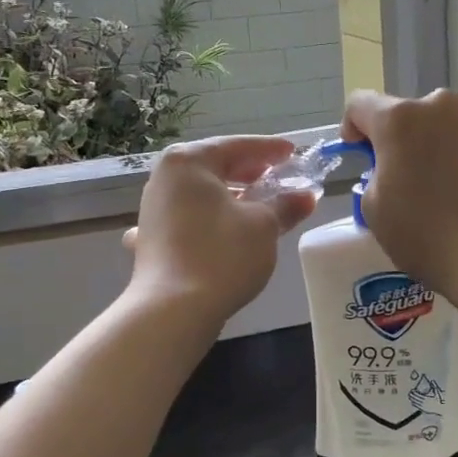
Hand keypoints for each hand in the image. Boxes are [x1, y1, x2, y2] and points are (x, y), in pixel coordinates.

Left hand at [124, 137, 317, 323]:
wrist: (173, 311)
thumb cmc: (222, 255)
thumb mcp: (263, 225)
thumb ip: (285, 206)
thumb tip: (306, 197)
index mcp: (188, 162)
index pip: (236, 146)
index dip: (269, 149)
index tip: (294, 153)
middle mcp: (164, 179)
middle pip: (214, 167)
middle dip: (249, 173)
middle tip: (278, 177)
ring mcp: (152, 211)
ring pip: (199, 195)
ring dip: (229, 197)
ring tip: (256, 204)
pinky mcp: (151, 240)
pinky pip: (184, 220)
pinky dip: (204, 221)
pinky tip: (211, 230)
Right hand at [341, 89, 457, 314]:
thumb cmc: (428, 236)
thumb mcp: (375, 210)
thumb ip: (374, 174)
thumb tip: (392, 167)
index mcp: (398, 119)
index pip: (361, 104)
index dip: (353, 127)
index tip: (360, 154)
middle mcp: (438, 103)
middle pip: (406, 112)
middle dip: (398, 138)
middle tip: (404, 177)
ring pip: (443, 119)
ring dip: (434, 138)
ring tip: (443, 178)